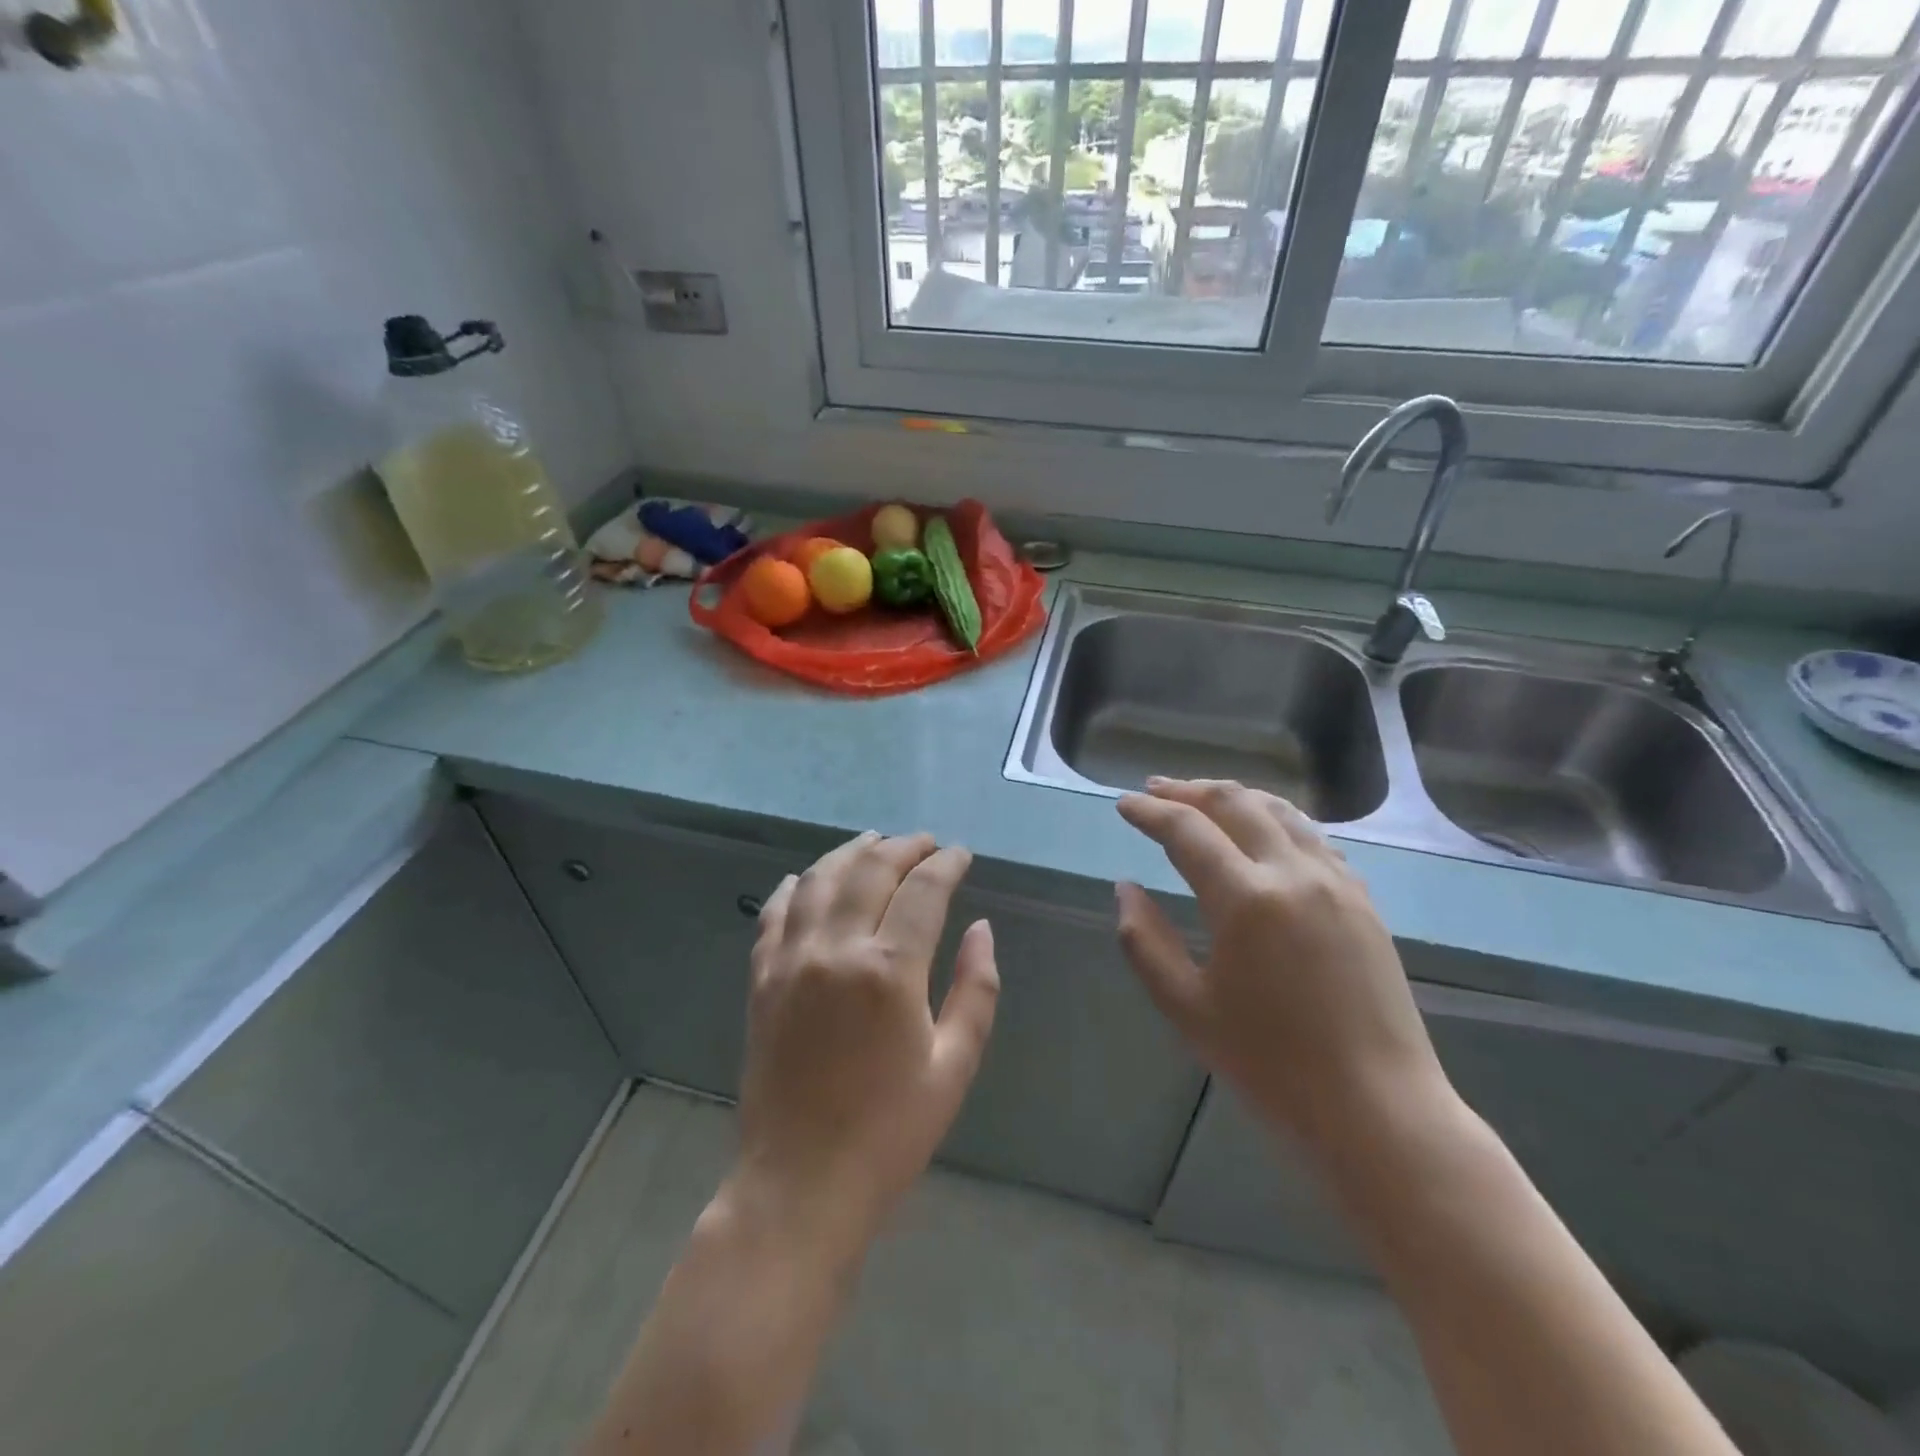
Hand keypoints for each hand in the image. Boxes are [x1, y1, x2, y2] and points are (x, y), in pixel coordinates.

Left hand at [731, 831, 999, 1256]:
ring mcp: (790, 960)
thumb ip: (976, 989)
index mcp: (889, 971)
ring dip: (850, 853)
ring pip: (818, 878)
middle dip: (903, 847)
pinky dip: (794, 886)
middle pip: (870, 869)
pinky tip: (808, 879)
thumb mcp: (954, 1066)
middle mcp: (835, 949)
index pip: (923, 890)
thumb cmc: (891, 1132)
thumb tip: (980, 929)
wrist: (801, 1184)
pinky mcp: (760, 979)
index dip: (946, 863)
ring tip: (875, 844)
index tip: (961, 854)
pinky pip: (774, 912)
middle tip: (925, 844)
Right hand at [1115, 778, 1447, 1159]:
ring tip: (1202, 798)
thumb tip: (1125, 889)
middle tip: (1155, 790)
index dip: (1149, 812)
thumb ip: (1145, 941)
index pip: (1186, 830)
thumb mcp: (1187, 1008)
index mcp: (1246, 899)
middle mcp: (1293, 873)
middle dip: (1188, 790)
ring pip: (1279, 811)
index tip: (1123, 804)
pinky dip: (1276, 820)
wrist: (1377, 1110)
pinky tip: (1263, 832)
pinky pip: (1313, 837)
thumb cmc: (1270, 1067)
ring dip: (1234, 796)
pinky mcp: (1362, 899)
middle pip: (1235, 803)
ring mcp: (1336, 882)